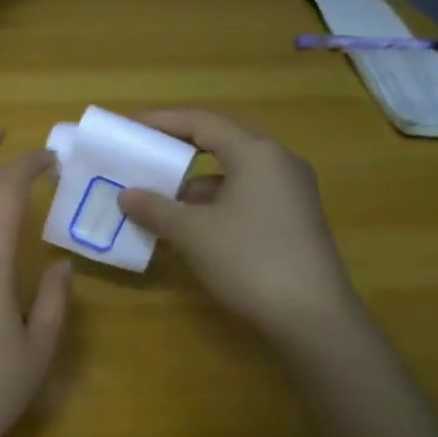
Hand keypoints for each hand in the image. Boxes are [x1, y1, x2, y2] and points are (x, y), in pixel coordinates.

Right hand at [116, 109, 360, 342]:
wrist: (311, 315)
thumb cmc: (248, 259)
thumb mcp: (192, 233)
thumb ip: (155, 208)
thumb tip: (126, 195)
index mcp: (256, 153)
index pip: (202, 121)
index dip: (162, 121)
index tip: (130, 126)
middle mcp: (277, 162)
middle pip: (220, 142)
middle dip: (177, 149)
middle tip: (142, 155)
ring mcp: (289, 191)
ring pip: (232, 173)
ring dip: (193, 182)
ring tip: (157, 197)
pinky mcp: (292, 219)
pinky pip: (244, 195)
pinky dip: (213, 203)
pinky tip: (189, 225)